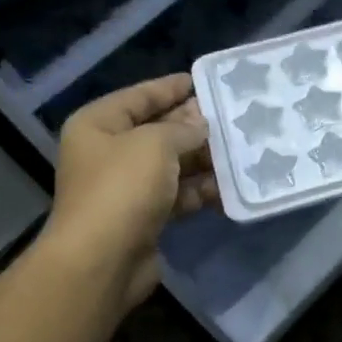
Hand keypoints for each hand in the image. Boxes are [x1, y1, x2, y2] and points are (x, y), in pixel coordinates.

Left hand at [40, 74, 217, 309]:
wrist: (104, 259)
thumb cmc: (122, 188)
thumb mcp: (155, 144)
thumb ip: (182, 129)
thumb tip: (201, 124)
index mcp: (98, 125)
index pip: (139, 97)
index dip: (170, 88)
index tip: (203, 81)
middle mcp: (109, 153)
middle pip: (158, 131)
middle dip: (194, 127)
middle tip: (233, 118)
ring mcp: (127, 187)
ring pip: (173, 166)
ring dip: (204, 161)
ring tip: (242, 151)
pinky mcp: (146, 217)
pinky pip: (179, 196)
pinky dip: (201, 191)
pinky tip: (231, 187)